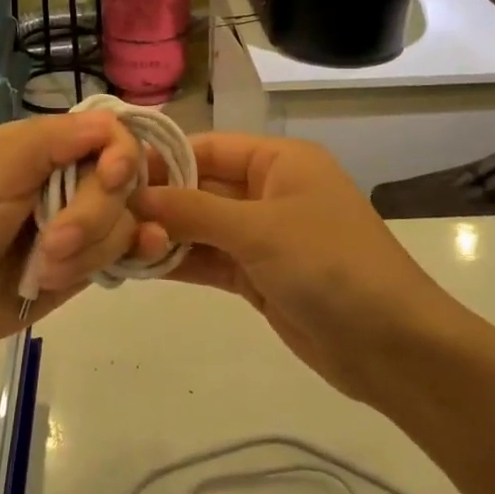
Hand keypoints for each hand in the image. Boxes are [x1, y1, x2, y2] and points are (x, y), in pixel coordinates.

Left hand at [0, 111, 168, 365]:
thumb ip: (53, 142)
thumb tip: (113, 123)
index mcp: (44, 147)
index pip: (110, 136)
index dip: (122, 155)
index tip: (110, 179)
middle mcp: (67, 181)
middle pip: (123, 184)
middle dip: (92, 217)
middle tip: (49, 245)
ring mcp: (77, 227)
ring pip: (125, 223)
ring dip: (90, 251)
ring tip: (42, 273)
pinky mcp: (80, 268)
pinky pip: (123, 256)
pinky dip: (134, 257)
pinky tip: (140, 258)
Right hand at [135, 134, 445, 401]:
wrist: (392, 346)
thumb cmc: (330, 265)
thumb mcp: (259, 230)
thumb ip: (193, 211)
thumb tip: (136, 196)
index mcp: (280, 162)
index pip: (208, 147)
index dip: (162, 158)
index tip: (111, 173)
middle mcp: (269, 192)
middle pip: (201, 187)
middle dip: (158, 200)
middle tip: (102, 213)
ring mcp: (264, 238)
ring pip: (201, 227)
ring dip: (163, 234)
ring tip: (111, 241)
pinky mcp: (259, 277)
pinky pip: (210, 261)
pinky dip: (179, 263)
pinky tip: (138, 266)